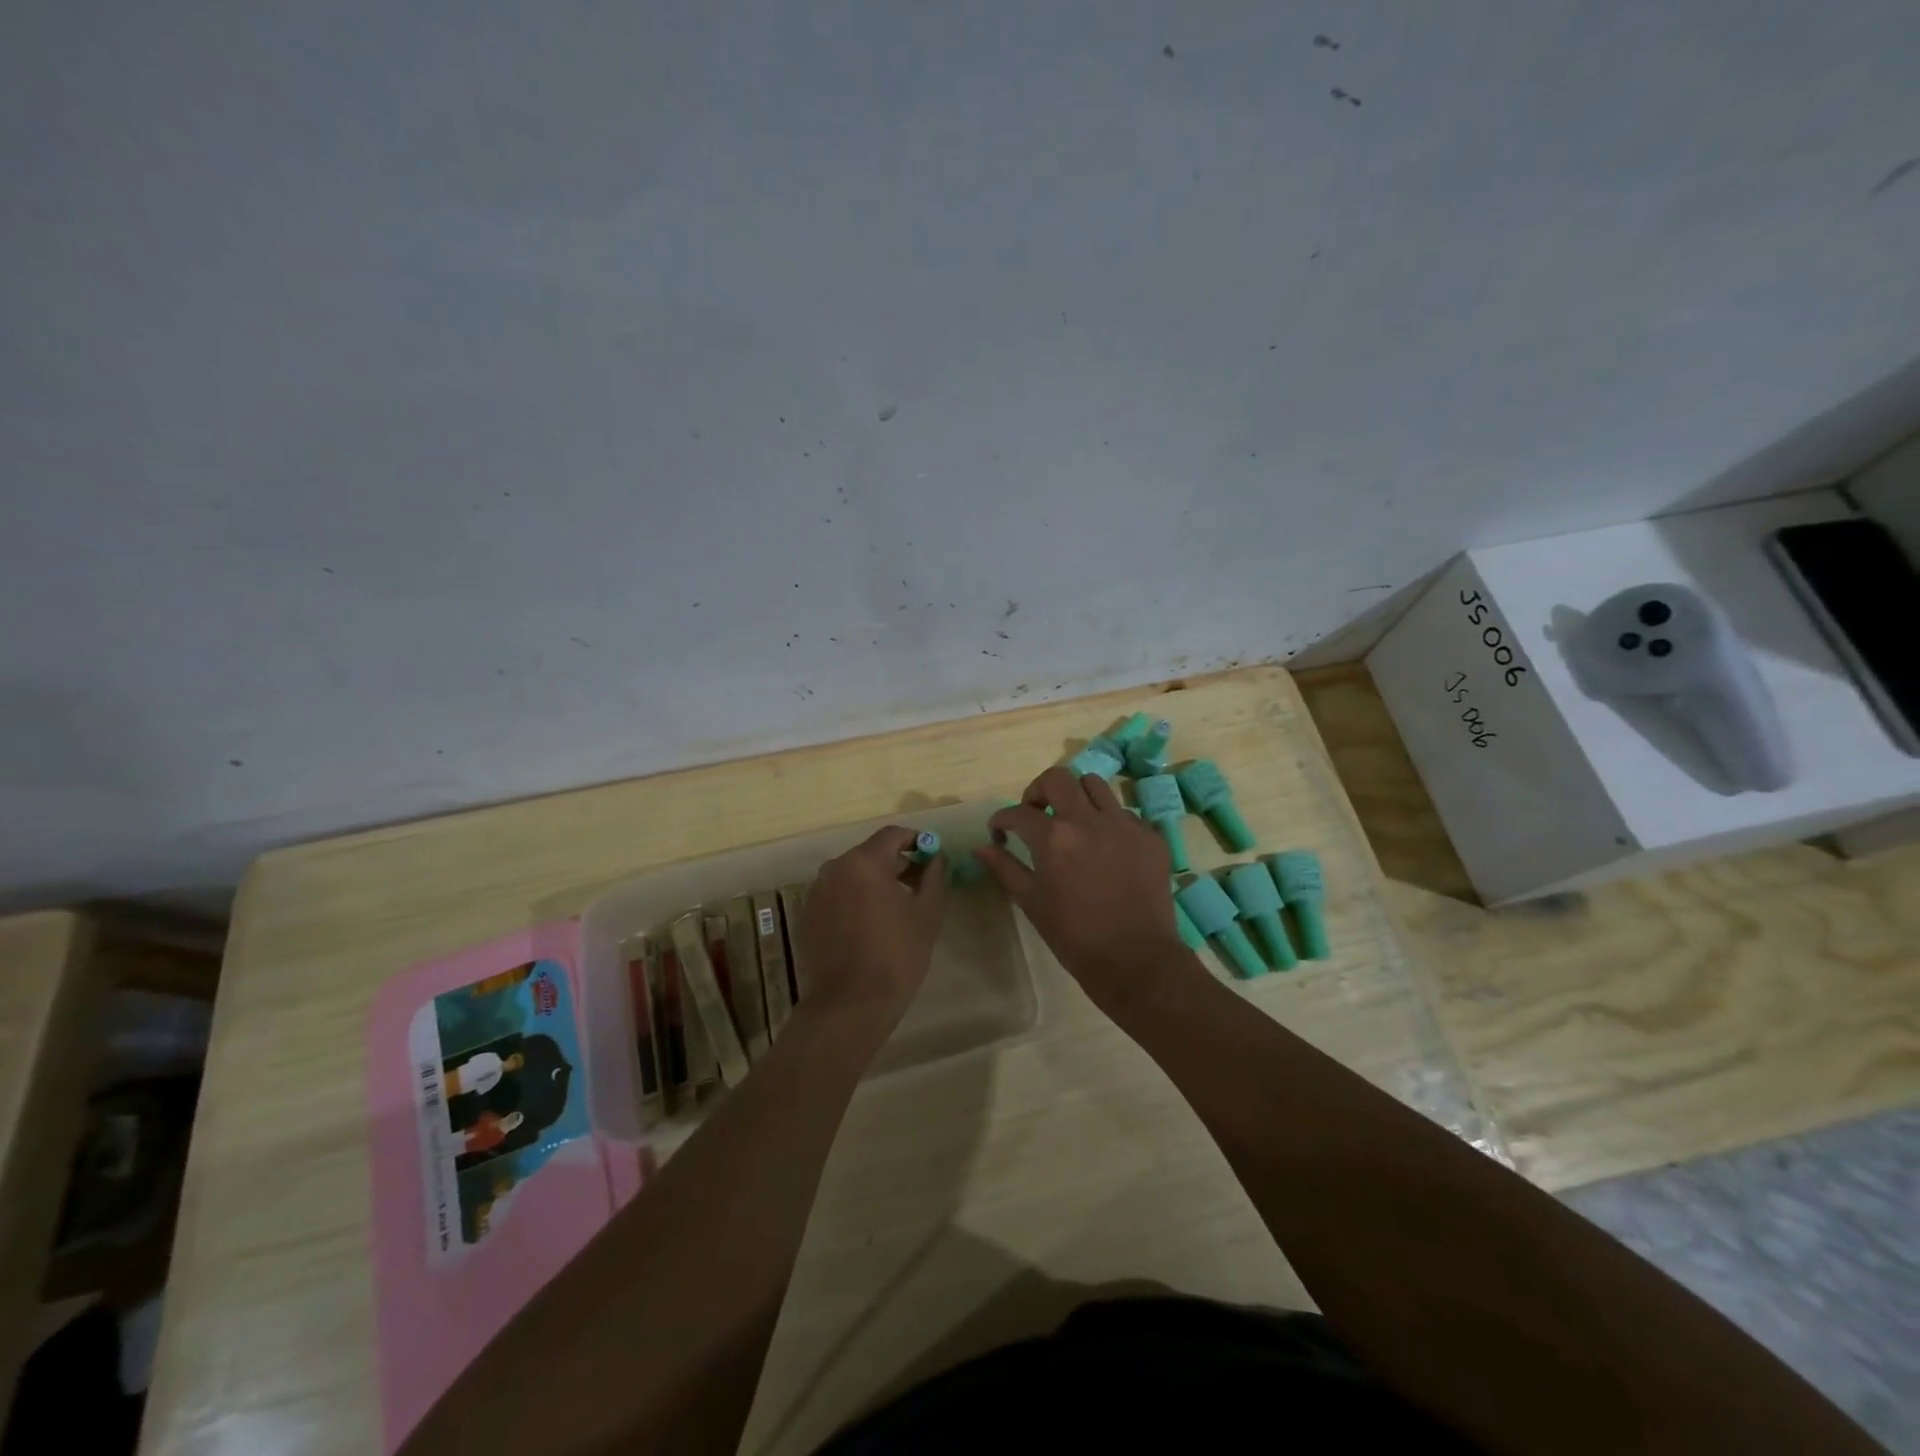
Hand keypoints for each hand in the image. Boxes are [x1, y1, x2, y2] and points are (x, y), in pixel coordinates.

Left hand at [795, 825, 946, 1037]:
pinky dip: (854, 902)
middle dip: (896, 864)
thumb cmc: (896, 955)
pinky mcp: (806, 917)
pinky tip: (869, 928)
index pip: (892, 835)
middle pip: (870, 854)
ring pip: (852, 876)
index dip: (916, 841)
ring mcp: (815, 893)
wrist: (848, 1006)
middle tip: (918, 886)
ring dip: (874, 883)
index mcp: (863, 862)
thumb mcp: (927, 914)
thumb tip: (936, 858)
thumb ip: (933, 877)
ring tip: (895, 910)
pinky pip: (836, 897)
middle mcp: (834, 869)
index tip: (932, 856)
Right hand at [976, 767, 1189, 1007]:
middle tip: (1035, 814)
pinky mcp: (1150, 836)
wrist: (1136, 960)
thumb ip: (1005, 868)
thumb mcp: (1032, 902)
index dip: (1001, 819)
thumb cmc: (1075, 936)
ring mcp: (1124, 824)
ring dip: (1076, 796)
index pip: (1018, 812)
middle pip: (1058, 778)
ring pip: (1094, 785)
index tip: (999, 831)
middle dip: (1038, 791)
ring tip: (1073, 821)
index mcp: (1054, 837)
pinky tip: (1105, 847)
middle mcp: (1089, 820)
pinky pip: (1124, 813)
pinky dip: (1108, 821)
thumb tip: (981, 847)